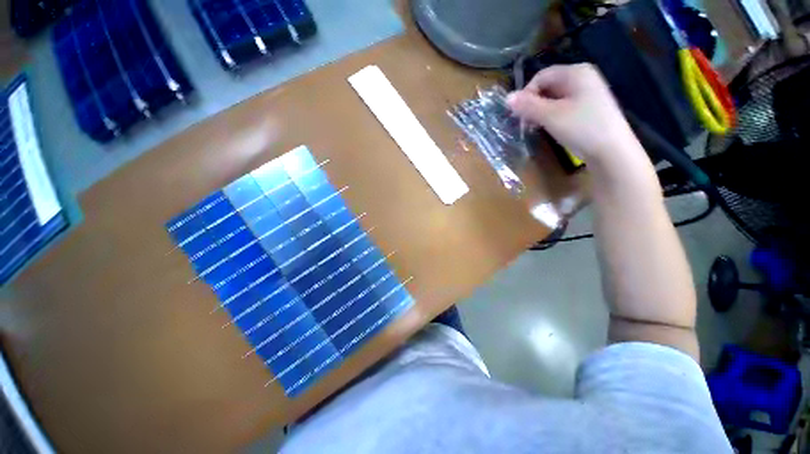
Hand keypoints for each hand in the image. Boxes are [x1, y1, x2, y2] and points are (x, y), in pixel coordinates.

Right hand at [507, 64, 642, 162]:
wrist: (611, 151)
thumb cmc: (581, 128)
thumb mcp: (550, 116)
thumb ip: (528, 106)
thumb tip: (507, 98)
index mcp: (576, 72)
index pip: (541, 76)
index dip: (526, 94)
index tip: (519, 114)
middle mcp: (583, 77)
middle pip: (548, 86)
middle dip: (533, 103)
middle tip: (526, 122)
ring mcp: (588, 92)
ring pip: (554, 97)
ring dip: (541, 111)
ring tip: (536, 127)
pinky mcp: (589, 107)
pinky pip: (563, 106)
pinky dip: (552, 115)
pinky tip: (550, 127)